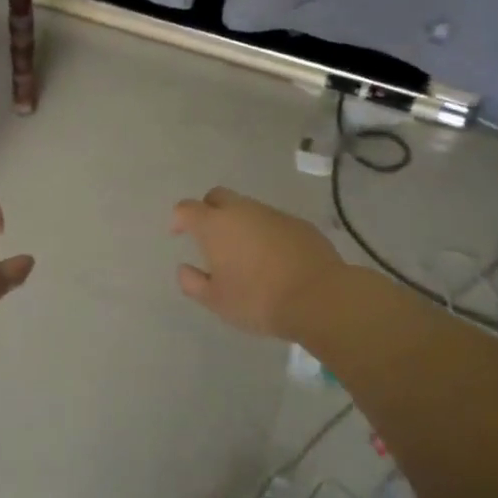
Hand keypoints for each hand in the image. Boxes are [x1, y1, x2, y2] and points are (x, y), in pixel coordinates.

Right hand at [170, 187, 344, 339]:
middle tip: (209, 237)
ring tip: (243, 251)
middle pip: (217, 197)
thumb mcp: (216, 300)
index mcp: (215, 225)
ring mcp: (273, 214)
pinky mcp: (298, 223)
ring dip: (239, 222)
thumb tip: (184, 269)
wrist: (319, 297)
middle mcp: (242, 211)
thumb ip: (193, 282)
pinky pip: (272, 221)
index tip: (178, 233)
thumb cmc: (258, 299)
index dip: (179, 219)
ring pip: (247, 208)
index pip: (187, 208)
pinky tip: (272, 257)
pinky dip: (265, 232)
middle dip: (208, 210)